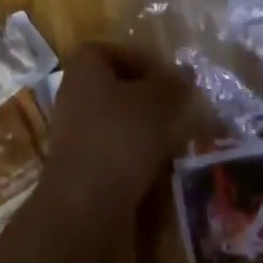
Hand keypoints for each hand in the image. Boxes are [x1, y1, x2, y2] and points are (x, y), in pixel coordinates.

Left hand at [41, 42, 191, 223]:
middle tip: (181, 114)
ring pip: (120, 122)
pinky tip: (158, 172)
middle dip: (152, 101)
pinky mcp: (81, 167)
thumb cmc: (119, 139)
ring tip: (175, 144)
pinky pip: (114, 152)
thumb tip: (186, 73)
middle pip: (121, 88)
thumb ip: (173, 85)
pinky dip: (136, 159)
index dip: (150, 64)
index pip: (122, 52)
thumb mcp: (157, 104)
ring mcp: (75, 131)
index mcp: (86, 65)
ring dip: (147, 132)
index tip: (175, 84)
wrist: (82, 210)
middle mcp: (76, 91)